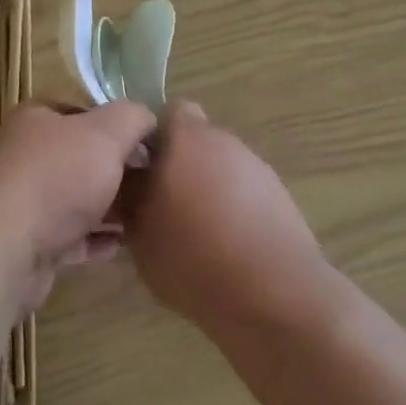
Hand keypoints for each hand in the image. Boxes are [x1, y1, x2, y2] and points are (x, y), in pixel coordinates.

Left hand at [0, 100, 155, 307]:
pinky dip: (96, 240)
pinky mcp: (30, 243)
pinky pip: (71, 237)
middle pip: (81, 156)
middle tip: (155, 179)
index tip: (149, 141)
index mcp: (37, 119)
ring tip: (147, 213)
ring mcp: (26, 202)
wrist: (7, 248)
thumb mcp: (106, 133)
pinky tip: (122, 244)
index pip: (82, 110)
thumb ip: (132, 118)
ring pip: (77, 199)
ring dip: (110, 206)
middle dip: (117, 167)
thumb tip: (148, 119)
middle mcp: (27, 156)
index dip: (116, 122)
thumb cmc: (57, 177)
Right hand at [121, 103, 328, 330]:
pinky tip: (224, 247)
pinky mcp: (279, 195)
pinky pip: (243, 191)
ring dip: (205, 188)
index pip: (167, 112)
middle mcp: (223, 141)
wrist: (274, 292)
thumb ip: (129, 200)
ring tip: (192, 233)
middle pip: (194, 140)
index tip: (138, 170)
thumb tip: (125, 185)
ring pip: (219, 167)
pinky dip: (231, 208)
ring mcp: (256, 167)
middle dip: (176, 165)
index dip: (150, 136)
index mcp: (186, 138)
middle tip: (159, 205)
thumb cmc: (194, 256)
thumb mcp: (140, 234)